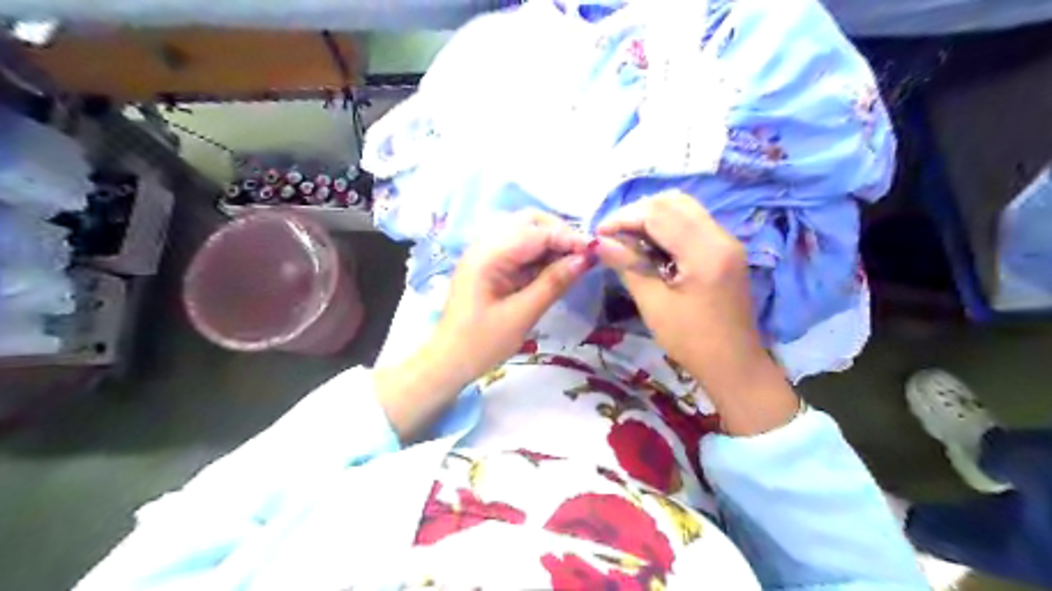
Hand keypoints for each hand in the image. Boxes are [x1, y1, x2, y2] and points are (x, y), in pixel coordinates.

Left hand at [436, 209, 594, 377]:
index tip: (595, 250)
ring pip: (525, 232)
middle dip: (558, 233)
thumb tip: (585, 259)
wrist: (449, 362)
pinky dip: (540, 254)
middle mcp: (485, 245)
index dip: (567, 237)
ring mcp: (486, 253)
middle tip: (582, 255)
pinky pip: (519, 248)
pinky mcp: (490, 265)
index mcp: (488, 255)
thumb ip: (553, 283)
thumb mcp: (522, 315)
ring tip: (573, 262)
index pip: (535, 232)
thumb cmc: (482, 343)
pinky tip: (555, 268)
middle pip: (528, 221)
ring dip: (550, 242)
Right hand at [590, 194, 797, 433]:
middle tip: (612, 234)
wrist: (734, 364)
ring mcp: (727, 241)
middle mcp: (721, 237)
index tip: (599, 234)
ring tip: (627, 238)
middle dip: (638, 212)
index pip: (659, 214)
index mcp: (706, 252)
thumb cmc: (692, 341)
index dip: (624, 218)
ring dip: (652, 216)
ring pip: (684, 208)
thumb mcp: (654, 305)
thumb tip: (598, 242)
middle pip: (674, 202)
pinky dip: (667, 226)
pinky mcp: (726, 249)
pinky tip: (650, 245)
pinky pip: (693, 223)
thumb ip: (628, 266)